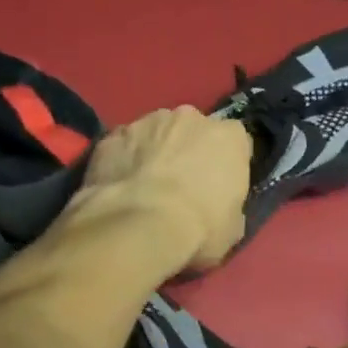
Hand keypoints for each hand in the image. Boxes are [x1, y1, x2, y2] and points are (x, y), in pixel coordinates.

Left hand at [77, 106, 250, 272]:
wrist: (138, 227)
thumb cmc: (198, 229)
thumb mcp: (232, 228)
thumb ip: (229, 205)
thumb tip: (219, 207)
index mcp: (229, 137)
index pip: (235, 142)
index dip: (226, 164)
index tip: (218, 186)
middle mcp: (190, 118)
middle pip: (192, 130)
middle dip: (188, 151)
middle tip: (179, 186)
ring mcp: (146, 121)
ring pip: (155, 134)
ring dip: (153, 153)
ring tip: (144, 189)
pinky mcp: (112, 135)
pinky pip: (122, 146)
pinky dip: (122, 161)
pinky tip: (118, 188)